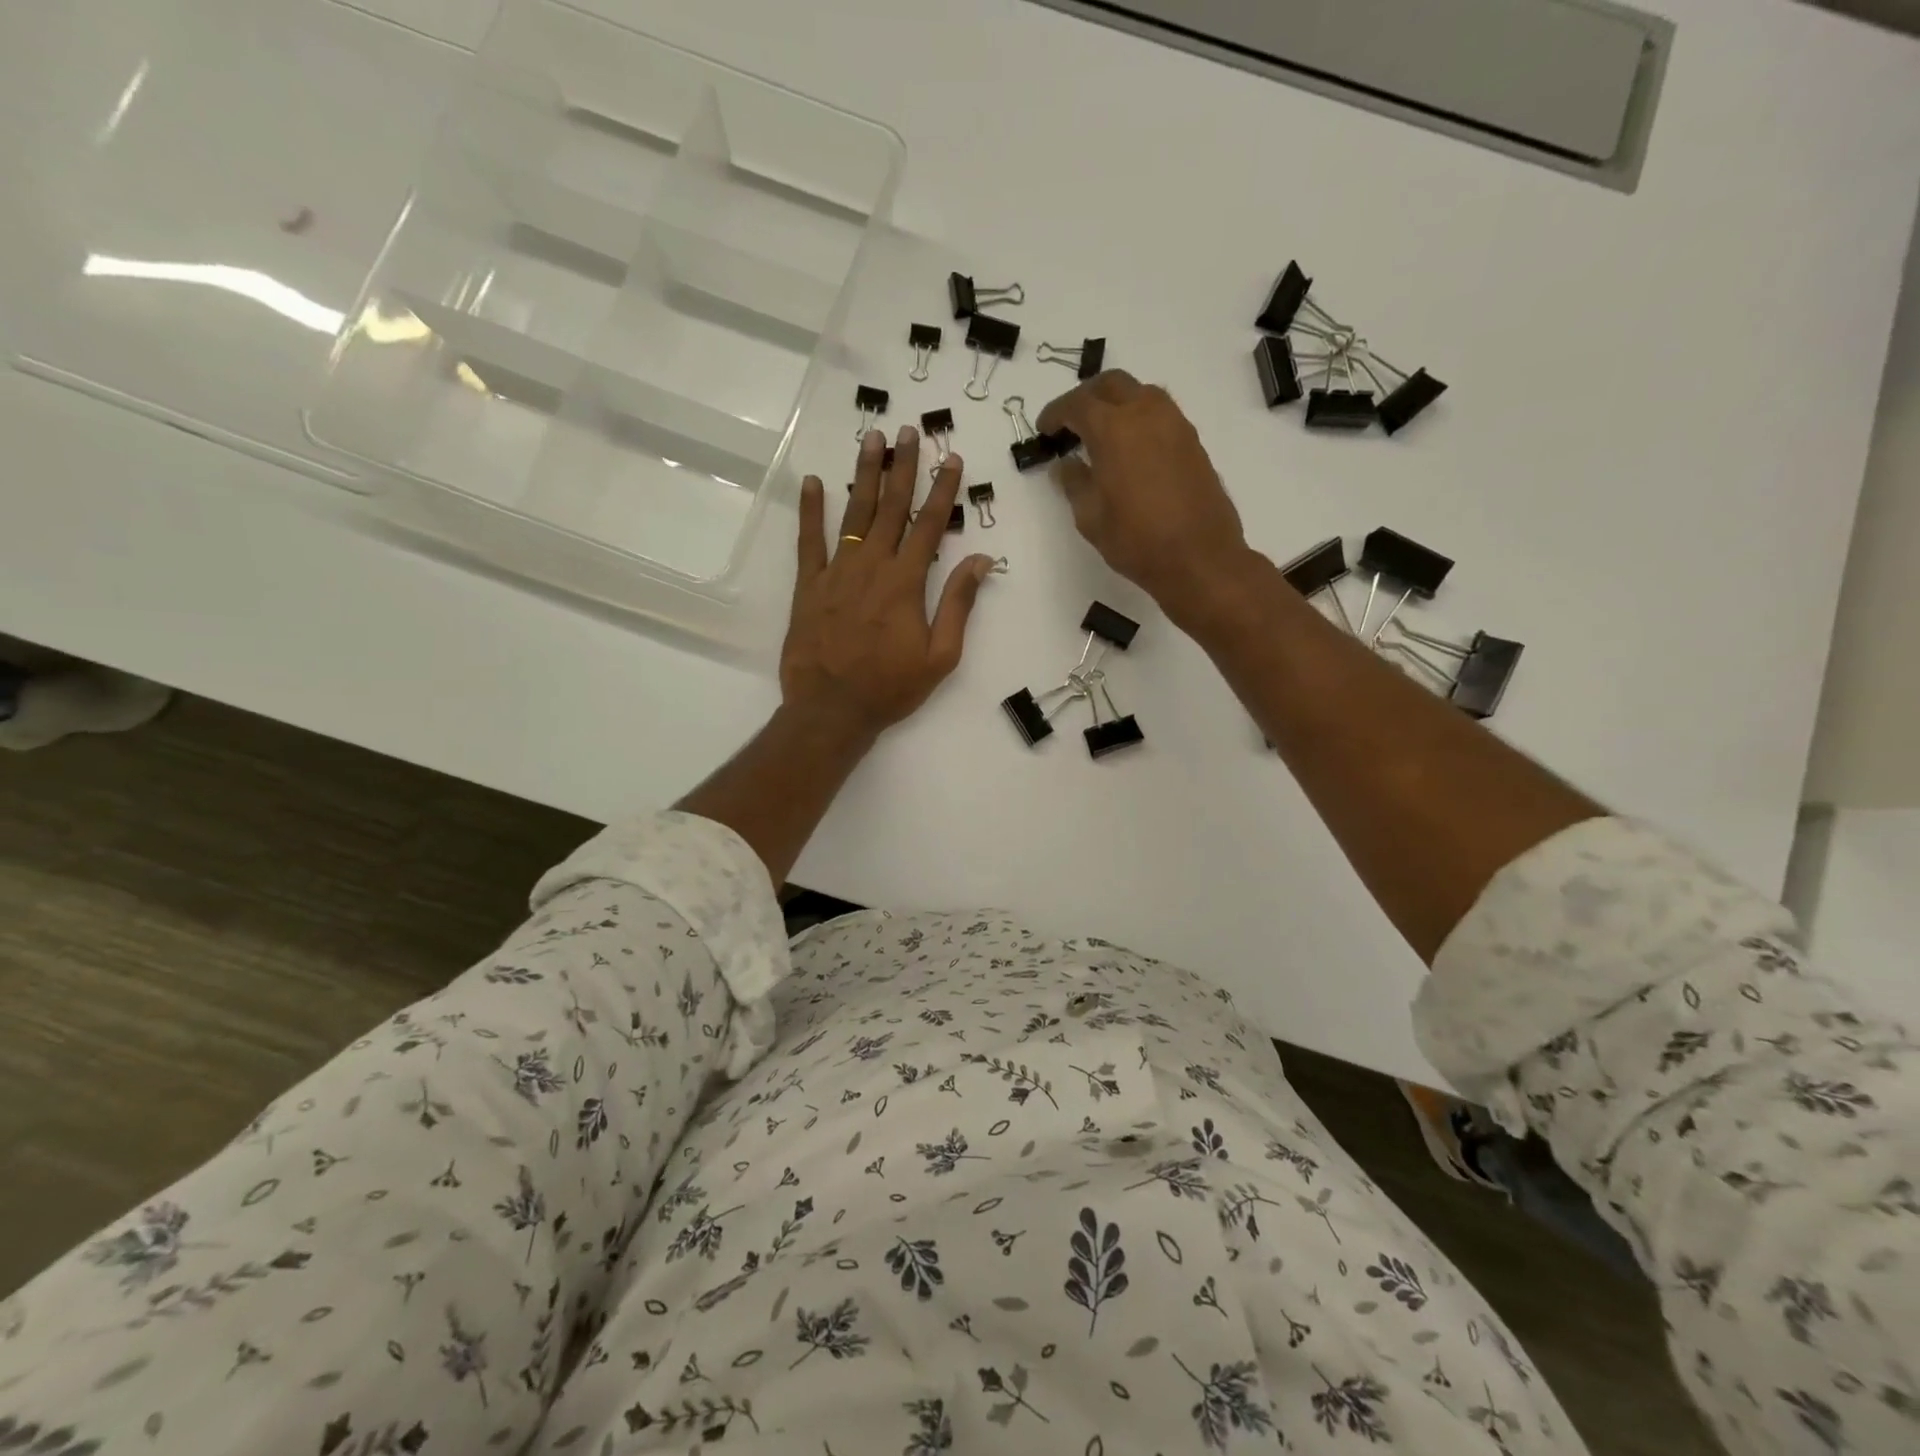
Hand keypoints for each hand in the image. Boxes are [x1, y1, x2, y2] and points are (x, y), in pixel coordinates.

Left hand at [782, 427, 996, 742]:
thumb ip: (958, 604)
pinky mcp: (809, 586)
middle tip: (907, 431)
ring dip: (864, 474)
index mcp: (906, 582)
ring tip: (871, 439)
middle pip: (891, 508)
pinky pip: (809, 541)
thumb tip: (981, 560)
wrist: (831, 710)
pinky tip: (811, 482)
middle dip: (902, 467)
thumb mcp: (940, 655)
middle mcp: (872, 566)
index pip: (930, 525)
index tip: (951, 458)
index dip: (943, 490)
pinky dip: (810, 510)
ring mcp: (837, 572)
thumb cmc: (891, 687)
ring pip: (853, 514)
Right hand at [1037, 371, 1250, 621]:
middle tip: (1070, 423)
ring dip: (1116, 403)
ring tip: (1100, 433)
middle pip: (1111, 384)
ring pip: (1140, 393)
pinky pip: (1159, 413)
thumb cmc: (1136, 541)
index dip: (1055, 413)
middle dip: (1086, 397)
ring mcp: (1175, 424)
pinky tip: (1129, 448)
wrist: (1199, 558)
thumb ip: (1074, 483)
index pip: (1077, 404)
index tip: (1044, 429)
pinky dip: (1138, 418)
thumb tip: (1066, 464)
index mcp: (1114, 429)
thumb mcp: (1090, 518)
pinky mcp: (1192, 441)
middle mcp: (1146, 414)